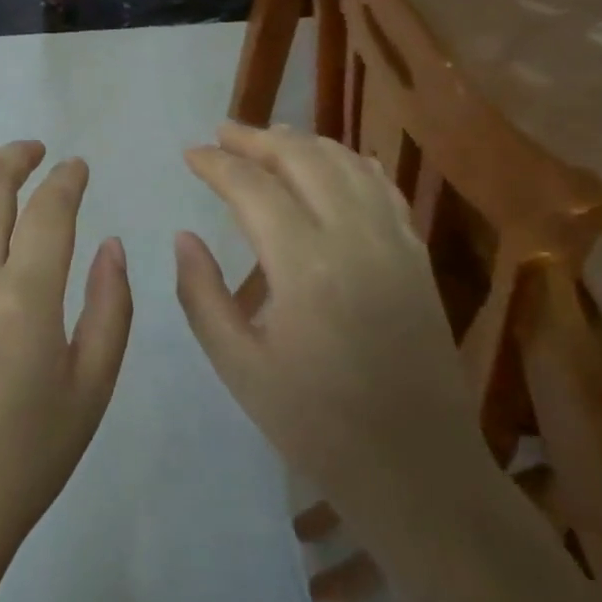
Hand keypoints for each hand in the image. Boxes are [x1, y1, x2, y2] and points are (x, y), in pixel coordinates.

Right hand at [174, 123, 480, 534]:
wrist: (417, 468)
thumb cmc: (315, 424)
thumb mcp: (239, 366)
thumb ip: (202, 294)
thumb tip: (184, 237)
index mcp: (304, 265)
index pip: (252, 187)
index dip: (216, 164)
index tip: (190, 154)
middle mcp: (353, 238)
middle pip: (302, 158)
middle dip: (257, 138)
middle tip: (222, 133)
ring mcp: (394, 243)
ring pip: (347, 163)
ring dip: (304, 142)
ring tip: (269, 136)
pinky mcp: (417, 256)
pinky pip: (382, 187)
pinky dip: (351, 162)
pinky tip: (333, 162)